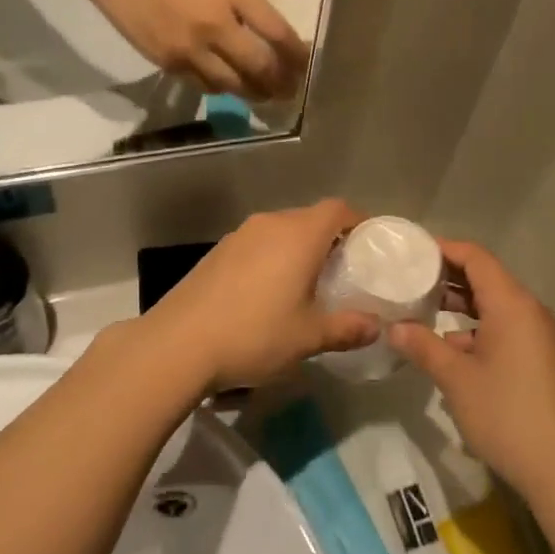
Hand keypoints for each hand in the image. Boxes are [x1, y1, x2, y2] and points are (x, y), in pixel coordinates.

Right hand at [75, 0, 307, 98]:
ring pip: (232, 84)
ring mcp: (189, 49)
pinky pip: (203, 84)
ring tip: (265, 95)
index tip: (306, 64)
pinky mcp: (167, 63)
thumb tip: (264, 27)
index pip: (276, 32)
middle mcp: (215, 26)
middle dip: (280, 82)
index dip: (296, 53)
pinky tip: (228, 86)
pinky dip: (221, 87)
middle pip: (258, 66)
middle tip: (291, 91)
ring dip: (252, 92)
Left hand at [143, 199, 379, 390]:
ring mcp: (238, 235)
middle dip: (331, 239)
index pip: (338, 209)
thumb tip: (377, 326)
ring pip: (281, 231)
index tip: (371, 245)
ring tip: (308, 284)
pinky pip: (257, 244)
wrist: (177, 344)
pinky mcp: (217, 252)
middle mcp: (269, 224)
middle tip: (344, 271)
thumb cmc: (253, 334)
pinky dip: (272, 258)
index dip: (359, 221)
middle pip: (310, 218)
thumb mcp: (308, 337)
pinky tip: (269, 293)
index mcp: (298, 235)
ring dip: (298, 249)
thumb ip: (347, 328)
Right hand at [389, 241, 554, 511]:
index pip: (476, 257)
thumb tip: (394, 327)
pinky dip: (476, 328)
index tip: (411, 251)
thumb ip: (423, 346)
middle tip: (409, 279)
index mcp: (512, 304)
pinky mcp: (541, 359)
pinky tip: (449, 347)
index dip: (443, 249)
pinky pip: (505, 328)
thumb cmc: (506, 414)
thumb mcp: (456, 379)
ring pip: (495, 305)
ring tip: (422, 308)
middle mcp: (529, 311)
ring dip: (461, 304)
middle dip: (448, 276)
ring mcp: (539, 336)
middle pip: (486, 278)